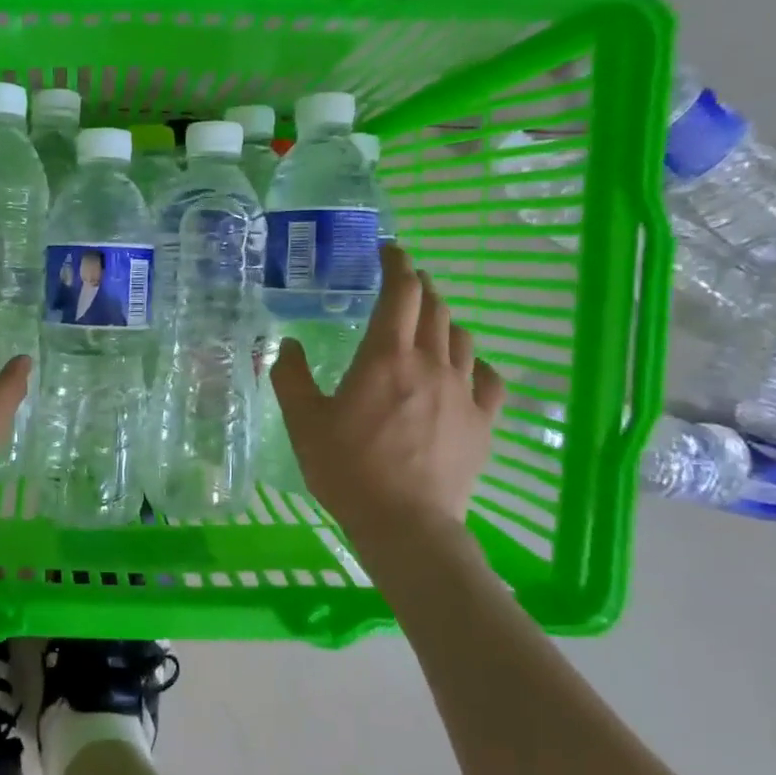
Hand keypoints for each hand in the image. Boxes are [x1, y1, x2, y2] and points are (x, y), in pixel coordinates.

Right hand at [272, 244, 504, 530]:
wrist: (405, 523)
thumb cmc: (347, 469)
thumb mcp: (303, 421)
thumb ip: (290, 377)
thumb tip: (287, 345)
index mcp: (385, 357)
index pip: (400, 291)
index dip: (396, 264)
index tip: (388, 251)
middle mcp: (430, 363)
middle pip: (435, 307)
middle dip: (419, 286)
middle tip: (403, 285)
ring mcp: (463, 392)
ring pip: (462, 337)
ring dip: (444, 320)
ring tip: (427, 324)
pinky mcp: (483, 421)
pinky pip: (488, 377)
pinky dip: (473, 362)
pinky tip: (463, 369)